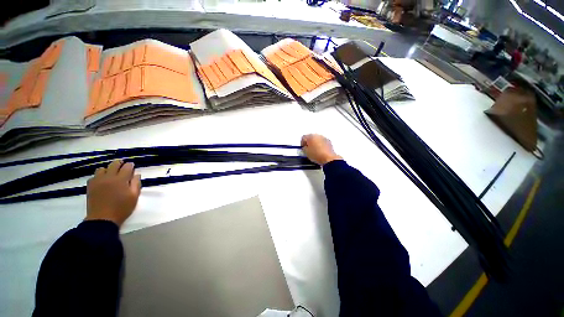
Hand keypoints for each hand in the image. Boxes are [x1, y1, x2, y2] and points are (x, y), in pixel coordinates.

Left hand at [85, 159, 141, 226]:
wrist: (103, 219)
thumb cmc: (122, 208)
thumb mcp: (134, 197)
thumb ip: (136, 184)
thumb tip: (136, 174)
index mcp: (121, 180)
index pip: (127, 167)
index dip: (130, 165)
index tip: (132, 166)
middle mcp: (108, 177)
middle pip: (113, 165)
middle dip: (119, 163)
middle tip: (123, 165)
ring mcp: (97, 181)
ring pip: (102, 169)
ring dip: (108, 169)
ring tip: (112, 174)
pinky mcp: (90, 186)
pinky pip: (94, 176)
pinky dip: (99, 175)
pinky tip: (103, 181)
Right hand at [301, 134, 342, 165]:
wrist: (328, 158)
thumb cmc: (316, 155)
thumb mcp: (306, 153)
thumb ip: (304, 149)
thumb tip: (305, 148)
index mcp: (311, 136)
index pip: (303, 137)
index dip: (302, 143)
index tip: (302, 148)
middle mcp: (317, 135)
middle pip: (310, 137)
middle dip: (309, 143)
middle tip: (308, 150)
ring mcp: (324, 138)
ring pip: (317, 139)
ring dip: (315, 144)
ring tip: (314, 151)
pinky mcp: (329, 142)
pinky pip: (322, 142)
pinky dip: (320, 145)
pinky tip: (320, 151)